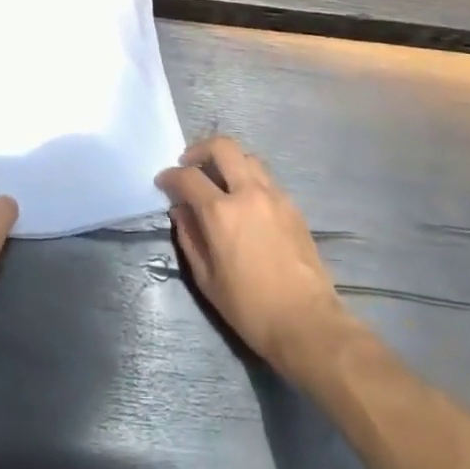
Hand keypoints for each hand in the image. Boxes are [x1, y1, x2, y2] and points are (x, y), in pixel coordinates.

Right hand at [156, 137, 354, 381]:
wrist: (306, 321)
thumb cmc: (250, 307)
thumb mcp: (207, 279)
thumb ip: (190, 238)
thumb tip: (180, 211)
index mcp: (221, 212)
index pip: (189, 177)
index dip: (171, 175)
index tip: (163, 181)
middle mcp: (248, 192)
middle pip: (222, 147)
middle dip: (200, 149)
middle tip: (189, 165)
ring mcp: (274, 195)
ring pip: (247, 157)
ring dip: (228, 161)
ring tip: (218, 180)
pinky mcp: (292, 205)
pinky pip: (265, 178)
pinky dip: (248, 178)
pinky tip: (244, 201)